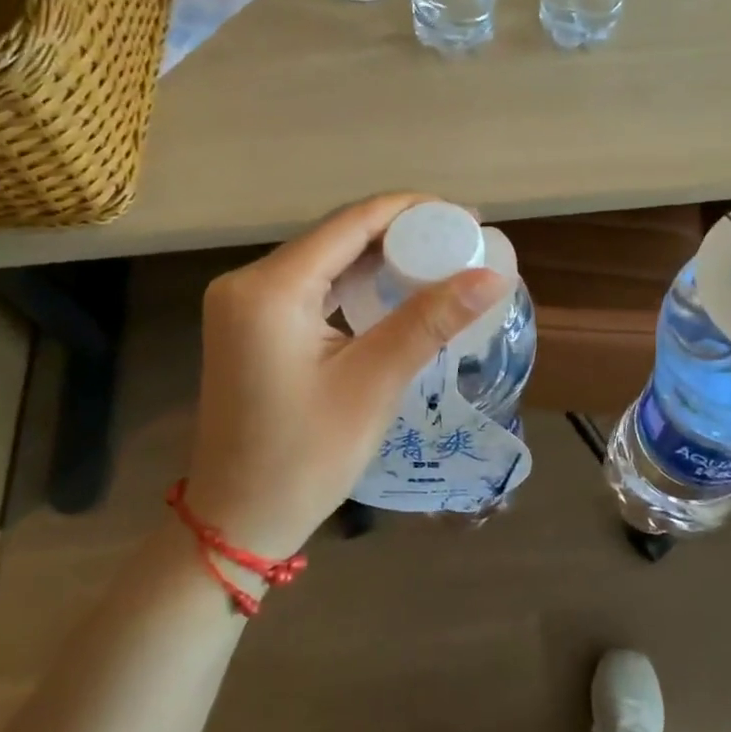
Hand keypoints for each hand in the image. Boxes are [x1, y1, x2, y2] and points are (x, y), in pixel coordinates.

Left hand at [184, 193, 506, 557]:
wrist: (238, 521)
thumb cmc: (305, 458)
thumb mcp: (373, 383)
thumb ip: (430, 320)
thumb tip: (492, 276)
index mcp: (269, 288)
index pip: (350, 222)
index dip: (412, 211)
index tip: (466, 217)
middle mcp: (248, 282)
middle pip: (337, 236)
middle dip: (400, 233)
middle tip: (460, 241)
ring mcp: (244, 304)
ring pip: (325, 260)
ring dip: (380, 258)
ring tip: (439, 260)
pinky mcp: (251, 325)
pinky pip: (310, 287)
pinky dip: (354, 284)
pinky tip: (394, 288)